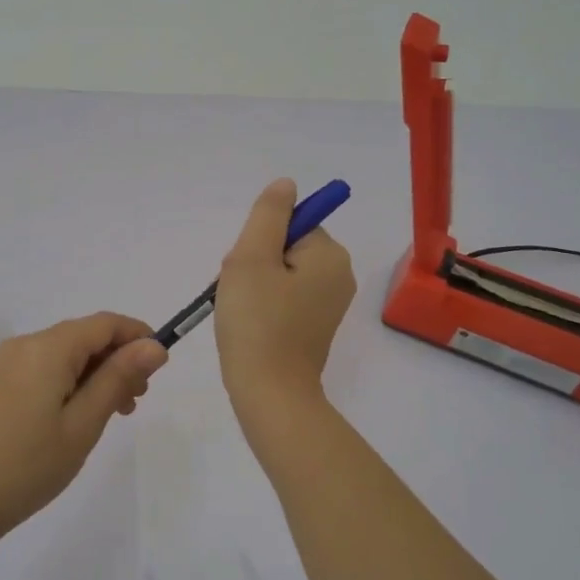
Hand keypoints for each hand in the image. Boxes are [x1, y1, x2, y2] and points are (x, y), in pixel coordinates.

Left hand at [0, 312, 167, 543]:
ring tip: (116, 412)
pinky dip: (74, 381)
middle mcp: (27, 344)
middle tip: (138, 400)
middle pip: (86, 336)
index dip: (138, 336)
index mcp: (47, 348)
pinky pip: (48, 367)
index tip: (160, 368)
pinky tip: (82, 413)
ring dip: (98, 373)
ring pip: (68, 353)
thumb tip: (154, 346)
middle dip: (119, 359)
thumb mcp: (84, 424)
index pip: (105, 323)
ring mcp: (10, 362)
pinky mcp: (2, 382)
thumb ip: (119, 378)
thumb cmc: (29, 465)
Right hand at [214, 178, 356, 409]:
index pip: (289, 225)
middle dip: (255, 264)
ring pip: (281, 274)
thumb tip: (286, 185)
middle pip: (285, 248)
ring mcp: (329, 304)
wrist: (269, 394)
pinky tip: (250, 326)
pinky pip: (285, 299)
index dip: (259, 242)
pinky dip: (263, 306)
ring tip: (242, 312)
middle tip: (240, 293)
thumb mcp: (252, 256)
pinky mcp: (315, 327)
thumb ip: (268, 214)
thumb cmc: (257, 322)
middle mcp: (339, 276)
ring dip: (254, 285)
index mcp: (330, 255)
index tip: (248, 270)